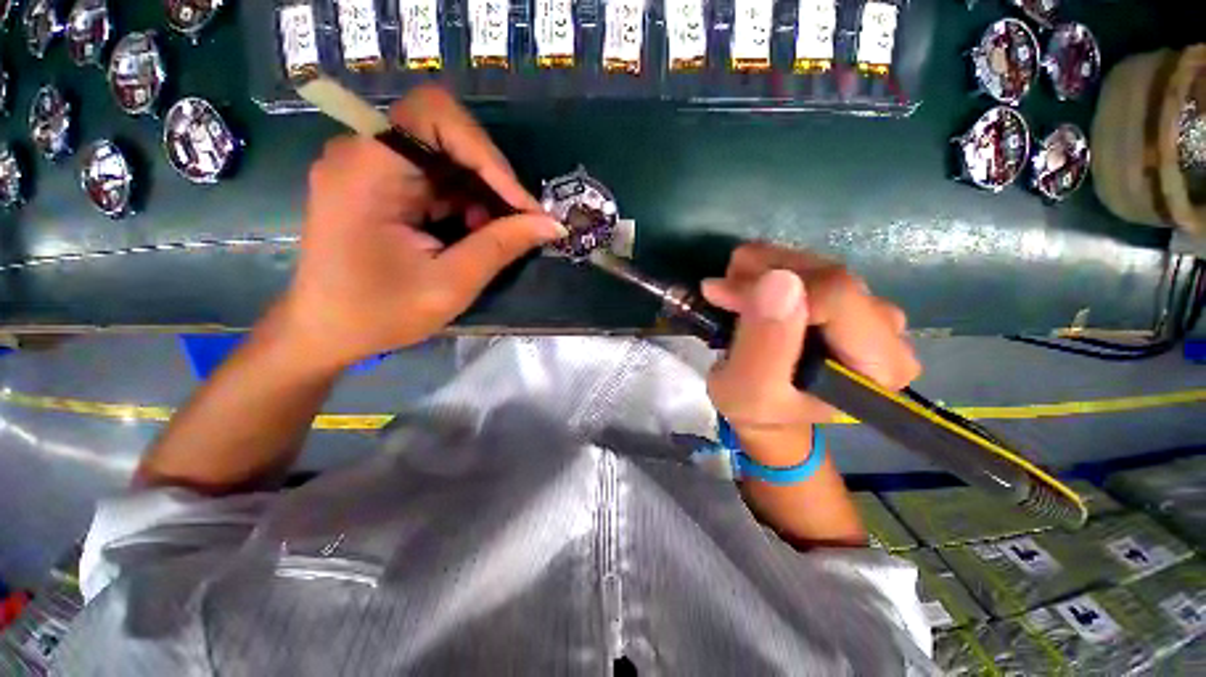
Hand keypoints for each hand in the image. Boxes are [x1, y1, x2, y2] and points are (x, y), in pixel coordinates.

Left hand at [278, 86, 564, 368]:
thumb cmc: (380, 313)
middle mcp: (364, 154)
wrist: (327, 331)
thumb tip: (552, 225)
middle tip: (518, 222)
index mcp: (367, 170)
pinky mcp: (381, 184)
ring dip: (482, 192)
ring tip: (494, 234)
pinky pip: (436, 176)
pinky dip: (465, 200)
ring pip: (447, 156)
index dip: (486, 152)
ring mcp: (371, 167)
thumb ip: (502, 246)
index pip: (434, 115)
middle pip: (445, 133)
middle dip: (491, 178)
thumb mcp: (450, 284)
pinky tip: (473, 232)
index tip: (520, 204)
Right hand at [702, 243, 920, 448]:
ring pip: (817, 266)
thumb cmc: (758, 410)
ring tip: (728, 285)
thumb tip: (779, 281)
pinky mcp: (848, 300)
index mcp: (879, 365)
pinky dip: (771, 267)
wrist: (767, 412)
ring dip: (763, 267)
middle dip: (765, 272)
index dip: (772, 287)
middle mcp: (887, 332)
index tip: (723, 295)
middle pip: (828, 277)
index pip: (836, 296)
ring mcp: (870, 312)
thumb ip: (765, 345)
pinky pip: (811, 268)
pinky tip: (747, 283)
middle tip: (720, 288)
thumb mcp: (749, 390)